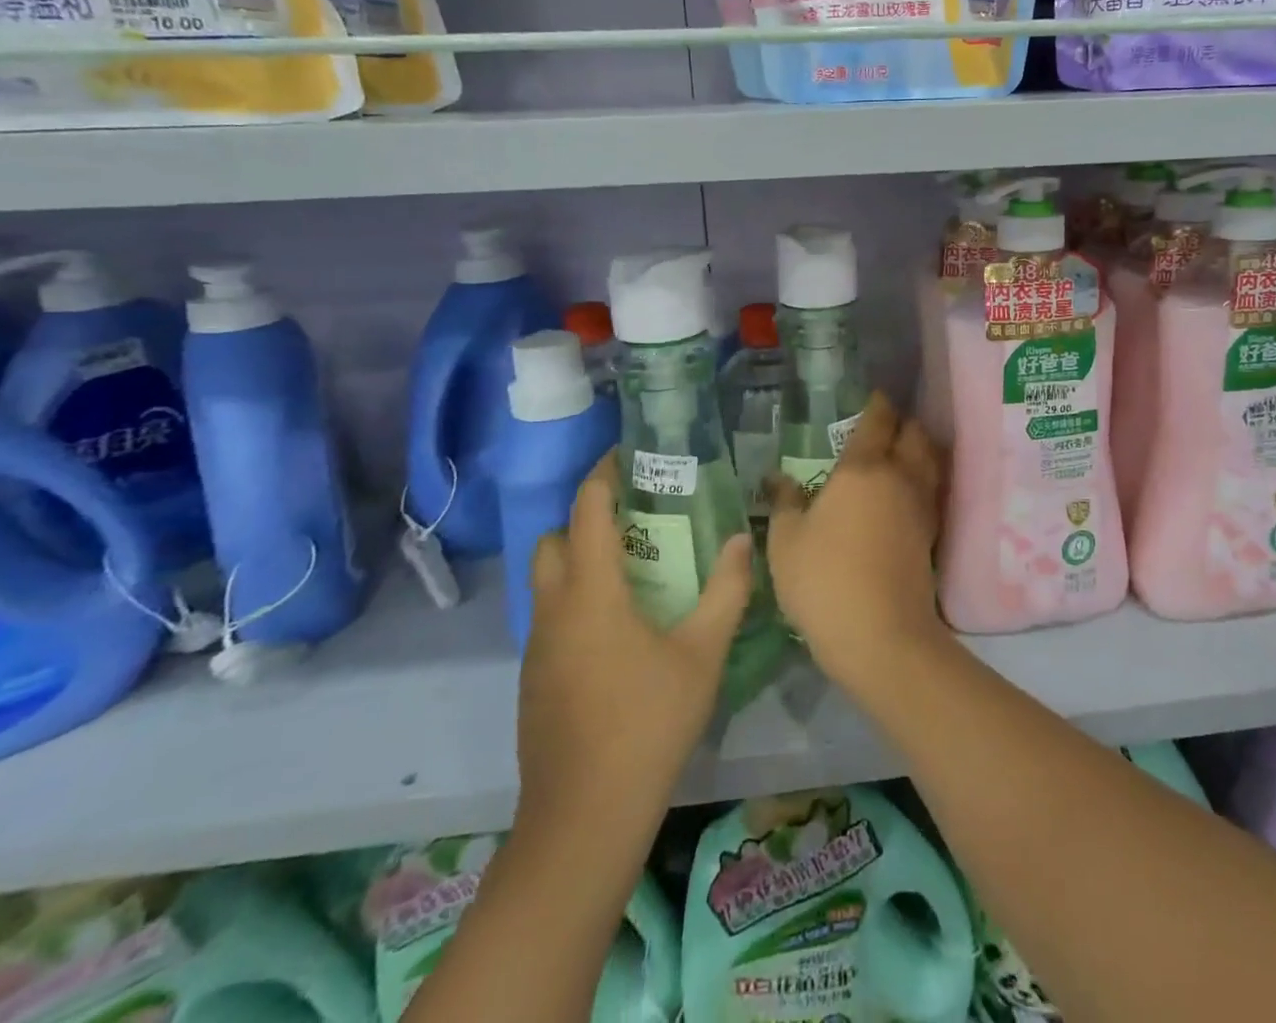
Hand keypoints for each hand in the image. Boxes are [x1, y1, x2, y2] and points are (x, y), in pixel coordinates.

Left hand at [514, 453, 752, 838]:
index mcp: (591, 593)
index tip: (627, 455)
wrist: (584, 819)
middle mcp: (553, 610)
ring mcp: (536, 649)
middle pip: (553, 540)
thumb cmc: (648, 723)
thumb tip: (741, 540)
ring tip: (633, 570)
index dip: (602, 475)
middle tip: (635, 519)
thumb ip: (726, 591)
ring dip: (579, 561)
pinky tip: (618, 631)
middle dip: (586, 518)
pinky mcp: (533, 681)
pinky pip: (550, 618)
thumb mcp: (702, 654)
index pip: (586, 511)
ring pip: (547, 582)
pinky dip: (575, 601)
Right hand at [767, 393, 946, 690]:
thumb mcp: (786, 541)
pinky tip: (905, 493)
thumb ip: (784, 502)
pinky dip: (923, 479)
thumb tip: (777, 478)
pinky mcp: (932, 534)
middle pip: (915, 433)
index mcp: (864, 468)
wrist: (881, 635)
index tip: (872, 397)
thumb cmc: (824, 580)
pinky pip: (932, 490)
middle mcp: (900, 476)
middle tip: (883, 426)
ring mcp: (921, 505)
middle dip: (903, 423)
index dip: (877, 404)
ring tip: (899, 453)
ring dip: (919, 449)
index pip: (878, 419)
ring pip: (930, 460)